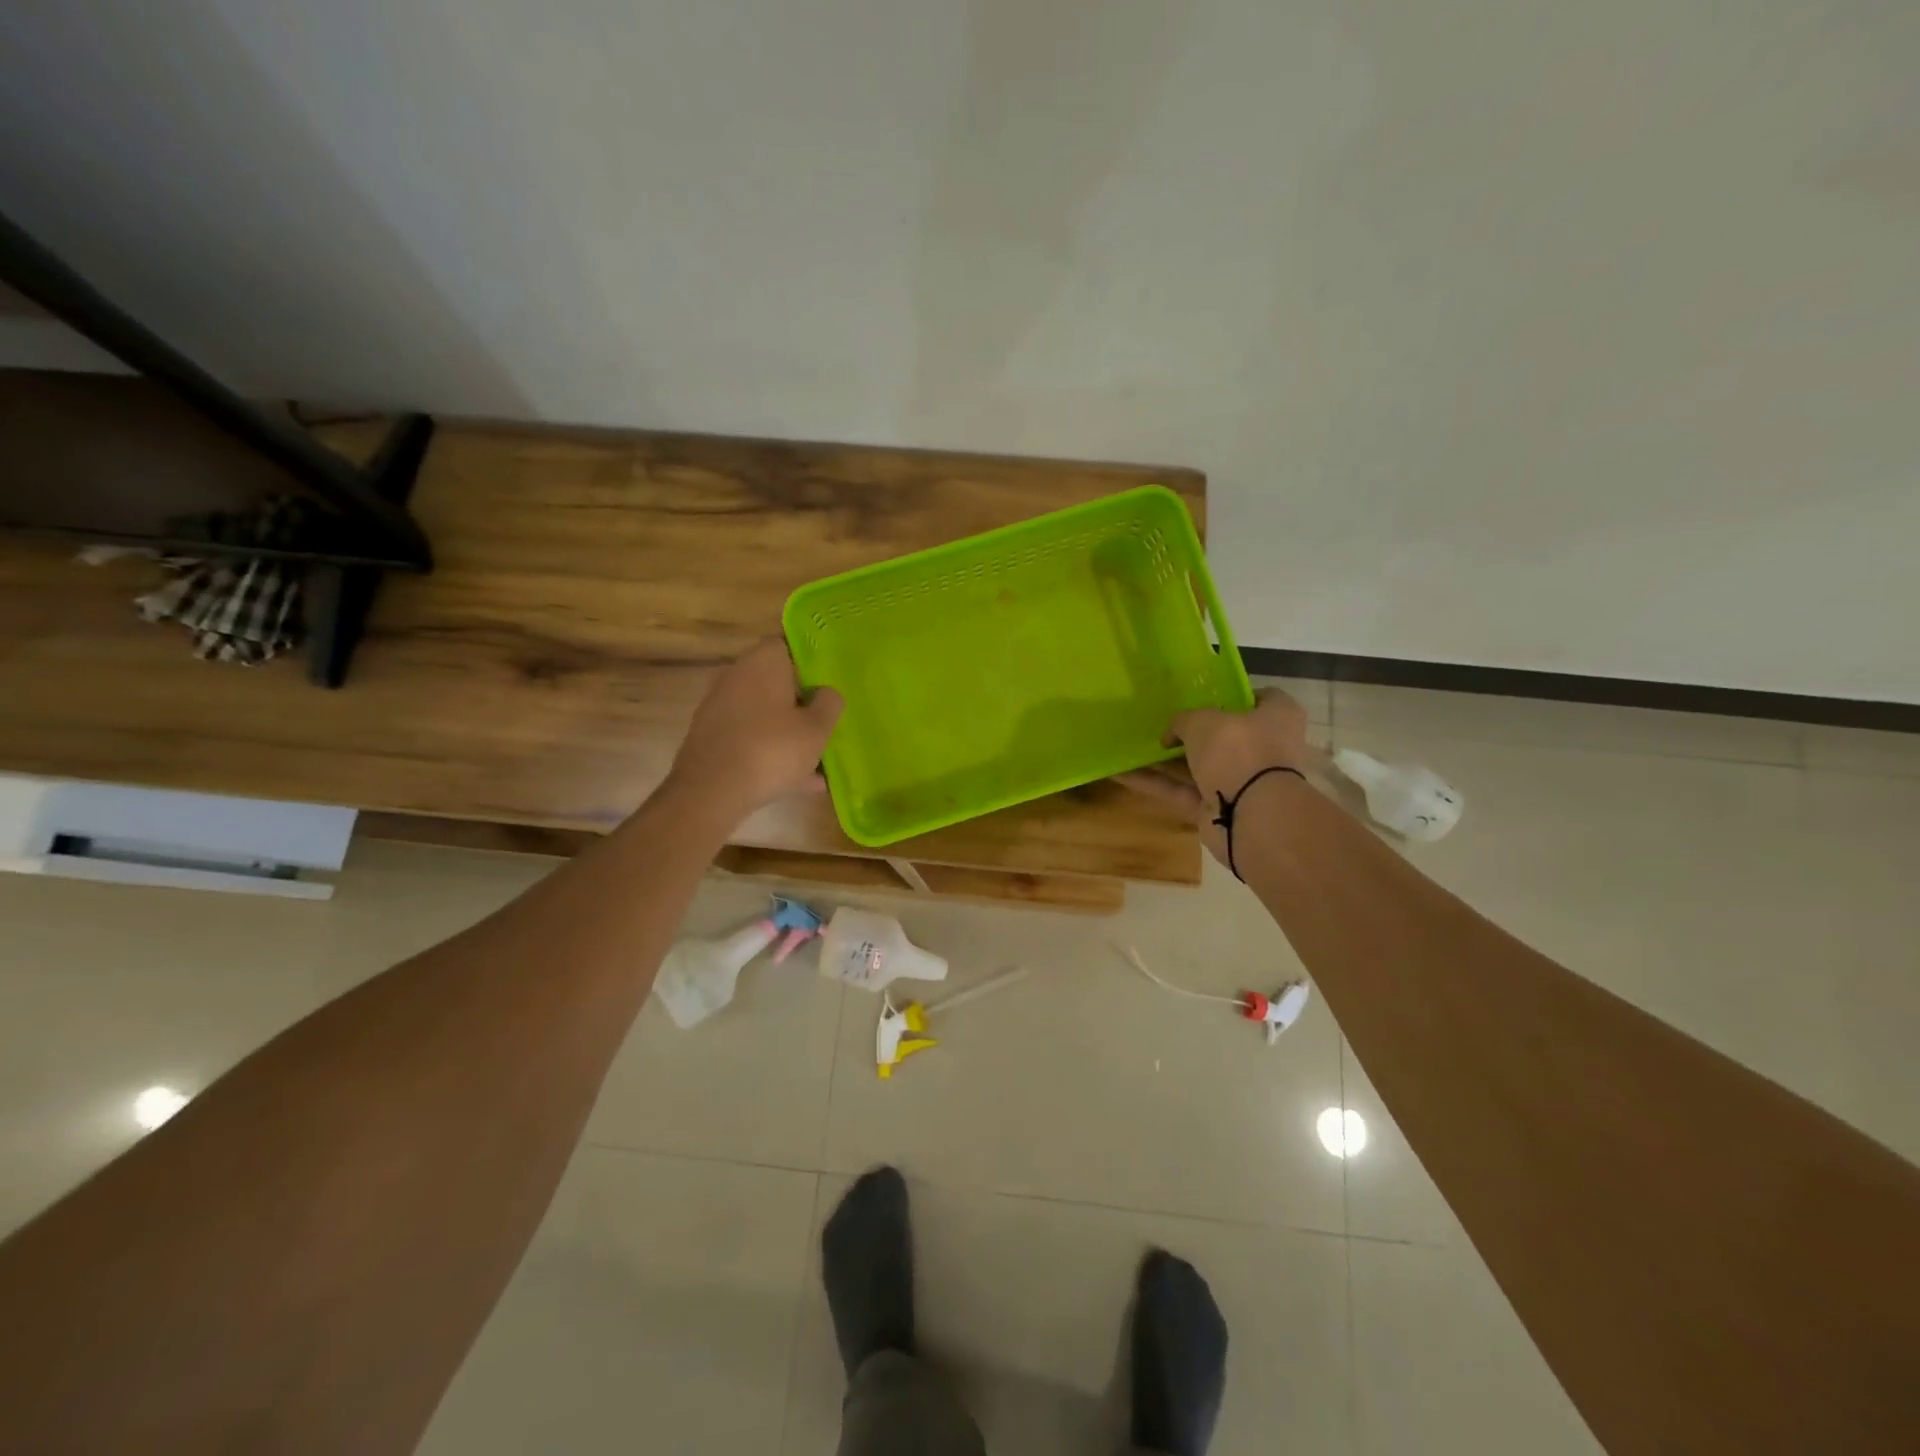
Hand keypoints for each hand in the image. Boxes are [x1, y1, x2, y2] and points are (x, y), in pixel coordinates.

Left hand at [667, 639, 843, 817]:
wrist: (711, 791)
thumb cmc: (772, 749)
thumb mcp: (817, 729)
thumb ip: (829, 704)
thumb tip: (827, 692)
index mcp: (763, 662)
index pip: (788, 645)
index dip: (810, 663)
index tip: (828, 684)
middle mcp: (737, 676)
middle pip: (776, 682)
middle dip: (800, 703)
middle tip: (825, 723)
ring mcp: (720, 707)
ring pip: (765, 715)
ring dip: (788, 733)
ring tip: (817, 763)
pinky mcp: (711, 737)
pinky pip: (751, 738)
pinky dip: (771, 753)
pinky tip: (798, 782)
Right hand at [1115, 689, 1311, 863]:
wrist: (1252, 816)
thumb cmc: (1239, 751)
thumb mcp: (1204, 720)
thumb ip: (1183, 720)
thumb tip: (1171, 735)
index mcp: (1276, 717)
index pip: (1260, 698)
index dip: (1231, 695)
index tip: (1202, 695)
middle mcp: (1263, 748)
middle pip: (1224, 735)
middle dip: (1191, 732)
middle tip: (1161, 722)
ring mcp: (1240, 781)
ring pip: (1197, 766)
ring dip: (1165, 759)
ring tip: (1131, 745)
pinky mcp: (1216, 808)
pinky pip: (1180, 791)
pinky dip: (1153, 783)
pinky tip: (1120, 773)